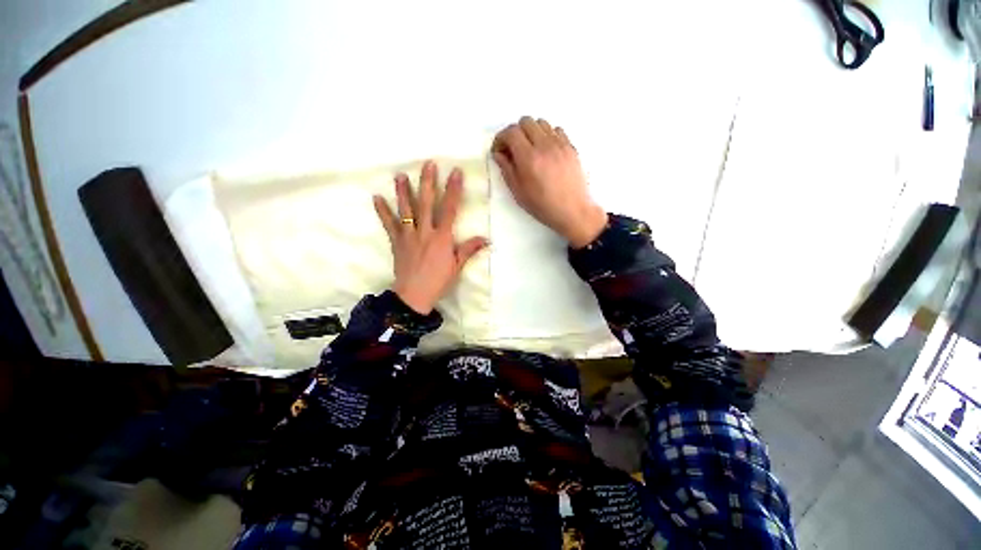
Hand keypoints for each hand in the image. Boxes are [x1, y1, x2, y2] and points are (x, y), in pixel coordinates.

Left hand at [373, 161, 488, 314]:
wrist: (414, 295)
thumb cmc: (439, 281)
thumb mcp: (457, 266)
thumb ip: (469, 249)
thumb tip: (486, 239)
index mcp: (442, 237)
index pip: (450, 209)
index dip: (454, 190)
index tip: (456, 172)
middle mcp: (425, 232)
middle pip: (426, 203)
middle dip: (428, 183)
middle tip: (428, 164)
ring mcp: (409, 236)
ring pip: (406, 210)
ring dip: (403, 192)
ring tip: (400, 175)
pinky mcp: (397, 242)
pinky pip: (389, 225)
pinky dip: (383, 212)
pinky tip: (376, 198)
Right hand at [492, 116, 606, 248]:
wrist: (572, 211)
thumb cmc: (542, 206)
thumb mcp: (518, 192)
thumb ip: (507, 169)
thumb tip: (498, 153)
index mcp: (529, 158)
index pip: (511, 132)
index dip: (501, 138)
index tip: (499, 150)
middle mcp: (544, 145)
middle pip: (525, 121)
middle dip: (515, 133)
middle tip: (514, 149)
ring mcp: (560, 144)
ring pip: (541, 123)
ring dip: (531, 132)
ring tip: (530, 149)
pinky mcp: (571, 147)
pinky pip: (556, 130)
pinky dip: (547, 135)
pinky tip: (546, 151)